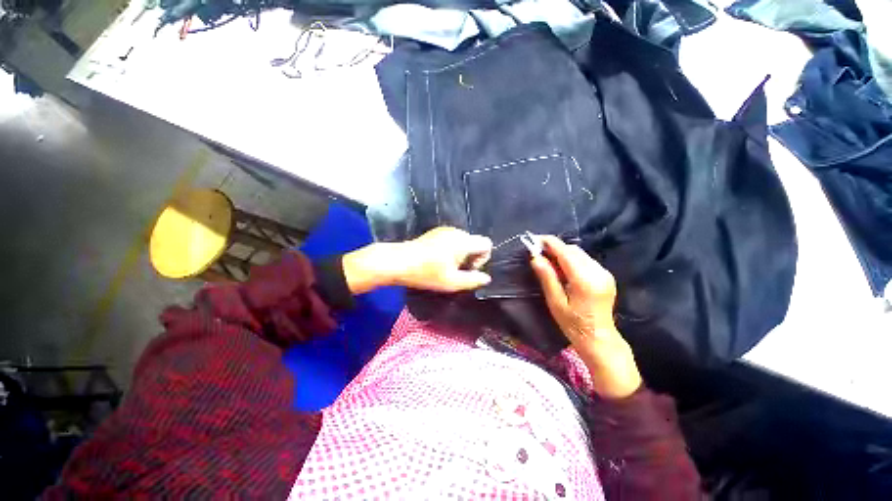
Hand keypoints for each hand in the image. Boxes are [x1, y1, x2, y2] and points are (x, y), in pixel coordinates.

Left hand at [343, 227, 492, 293]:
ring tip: (445, 267)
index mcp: (463, 241)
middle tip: (455, 271)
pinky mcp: (435, 232)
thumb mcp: (451, 282)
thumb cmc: (426, 273)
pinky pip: (452, 240)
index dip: (483, 258)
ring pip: (463, 242)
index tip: (469, 269)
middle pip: (474, 243)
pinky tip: (437, 260)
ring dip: (460, 255)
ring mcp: (444, 230)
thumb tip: (486, 278)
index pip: (486, 243)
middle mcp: (456, 232)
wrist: (398, 261)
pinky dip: (451, 250)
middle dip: (470, 257)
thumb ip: (473, 280)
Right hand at [530, 236, 641, 398]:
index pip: (565, 252)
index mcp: (584, 280)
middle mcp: (597, 272)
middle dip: (555, 247)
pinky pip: (586, 260)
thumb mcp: (555, 302)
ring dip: (564, 253)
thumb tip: (535, 257)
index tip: (535, 239)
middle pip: (573, 250)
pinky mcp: (606, 275)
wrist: (599, 339)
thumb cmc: (573, 324)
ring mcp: (604, 273)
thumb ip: (547, 277)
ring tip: (549, 261)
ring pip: (580, 253)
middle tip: (539, 253)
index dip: (550, 243)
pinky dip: (572, 259)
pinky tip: (563, 269)